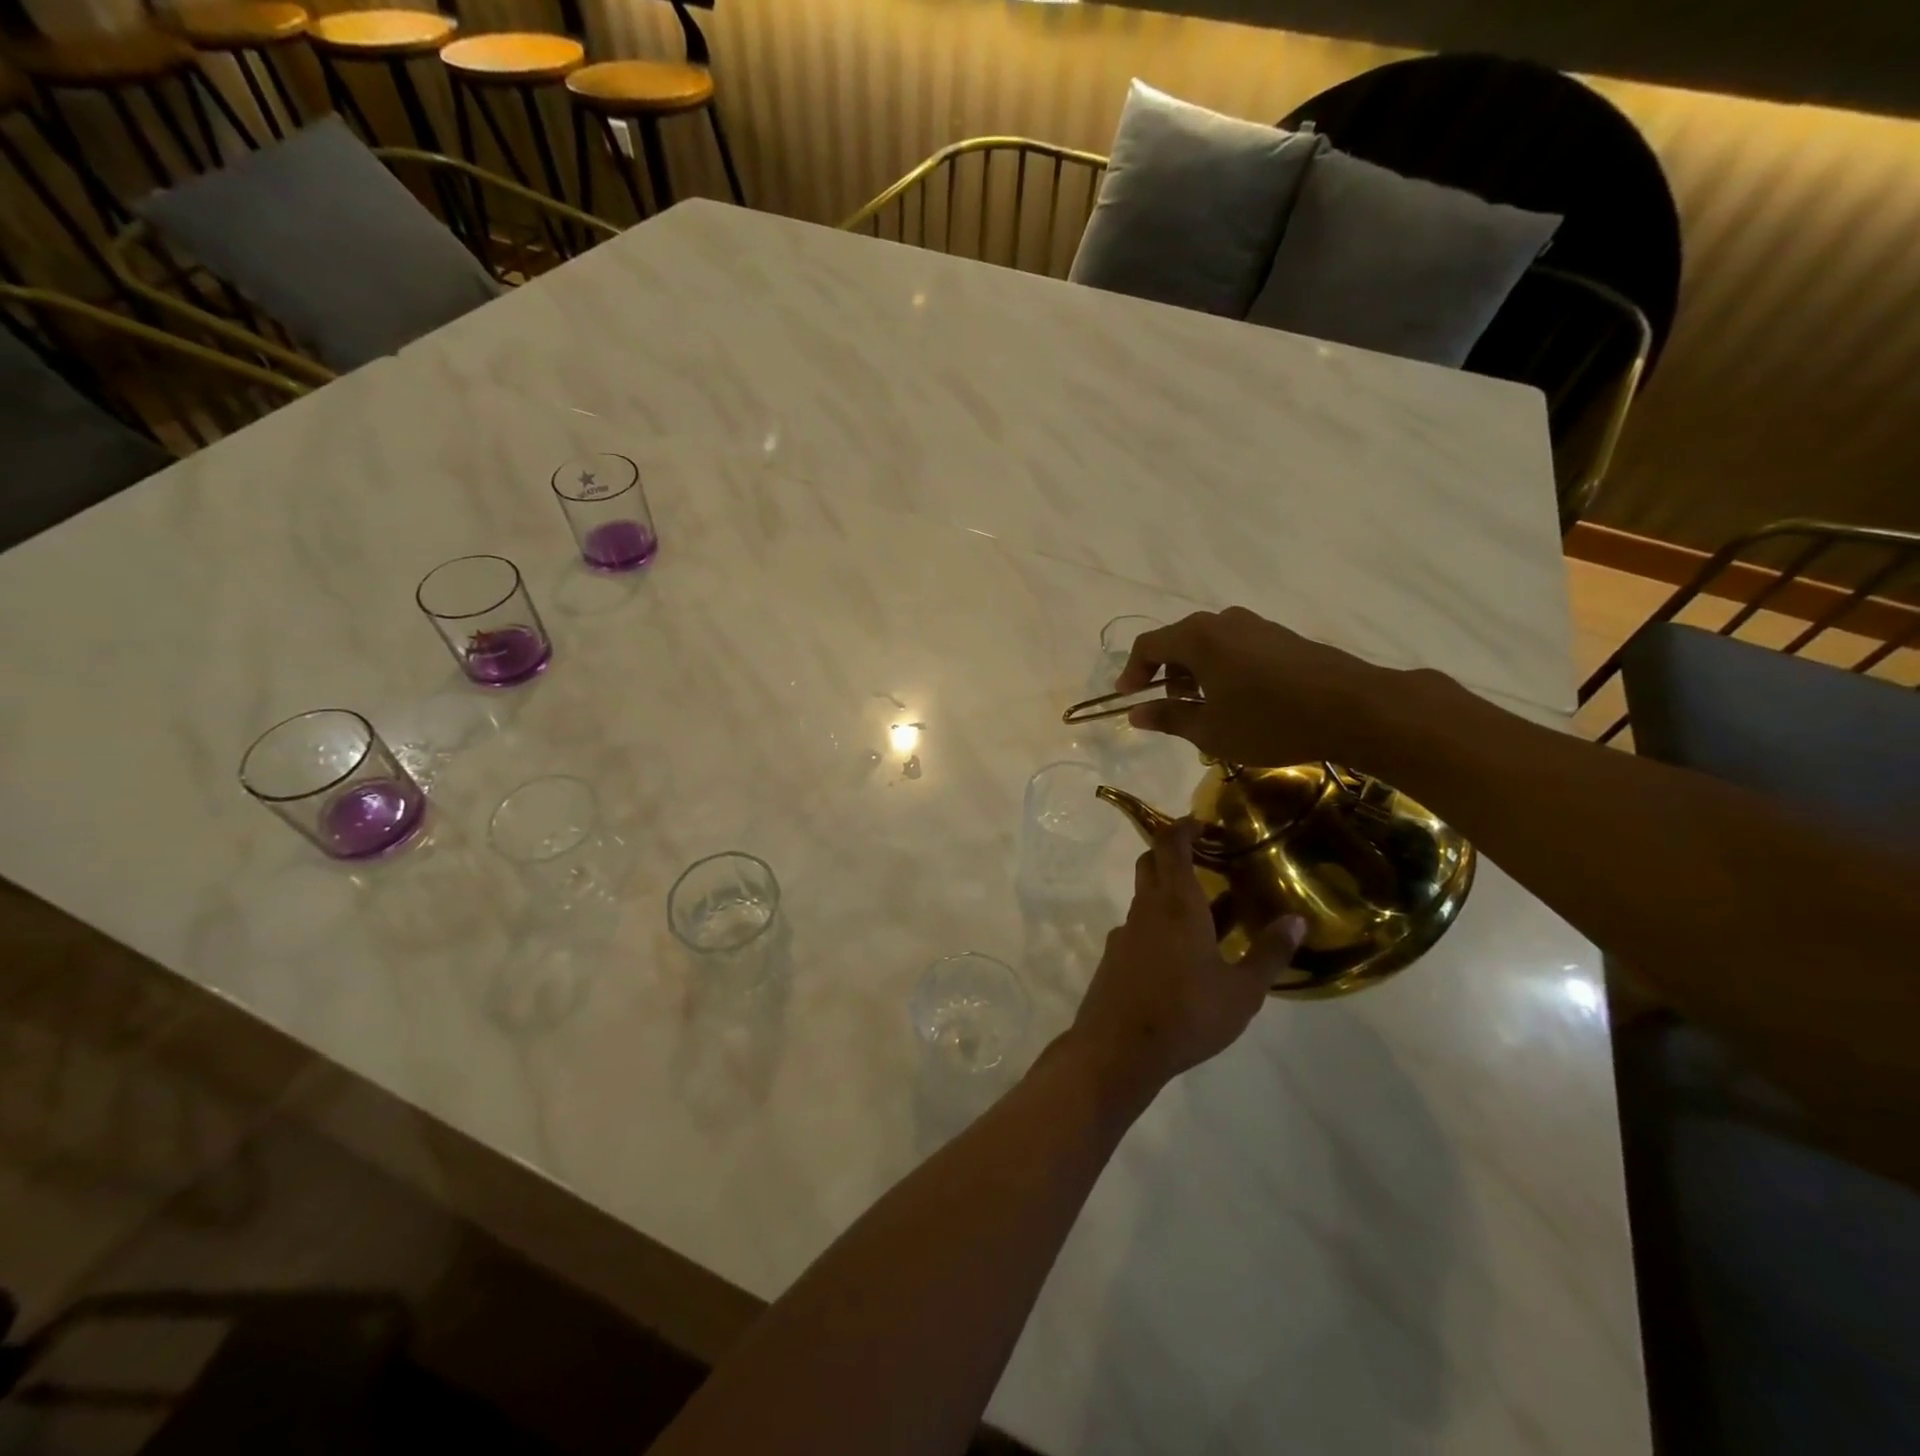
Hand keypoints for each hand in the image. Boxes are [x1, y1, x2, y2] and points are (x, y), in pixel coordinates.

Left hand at [1068, 820, 1305, 1100]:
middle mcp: (1145, 909)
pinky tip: (1178, 957)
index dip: (1183, 827)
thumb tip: (1297, 920)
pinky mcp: (1113, 958)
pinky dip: (1157, 925)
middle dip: (1173, 853)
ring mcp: (1124, 933)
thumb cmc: (1187, 1013)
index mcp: (1177, 904)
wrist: (1118, 1048)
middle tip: (1205, 861)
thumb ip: (1269, 953)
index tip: (1202, 824)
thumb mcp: (1242, 991)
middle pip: (1151, 863)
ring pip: (1144, 897)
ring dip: (1168, 893)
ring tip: (1204, 915)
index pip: (1171, 845)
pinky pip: (1137, 927)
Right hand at [1116, 607, 1409, 767]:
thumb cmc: (1270, 722)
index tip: (1128, 698)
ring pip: (1208, 643)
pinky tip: (1239, 700)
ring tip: (1205, 708)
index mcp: (1198, 638)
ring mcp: (1256, 625)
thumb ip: (1168, 717)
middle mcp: (1224, 621)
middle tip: (1170, 708)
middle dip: (1166, 674)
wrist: (1354, 708)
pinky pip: (1235, 646)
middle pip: (1178, 640)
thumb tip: (1135, 713)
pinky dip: (1222, 668)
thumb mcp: (1211, 730)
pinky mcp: (1281, 636)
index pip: (1148, 645)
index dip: (1132, 671)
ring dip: (1195, 672)